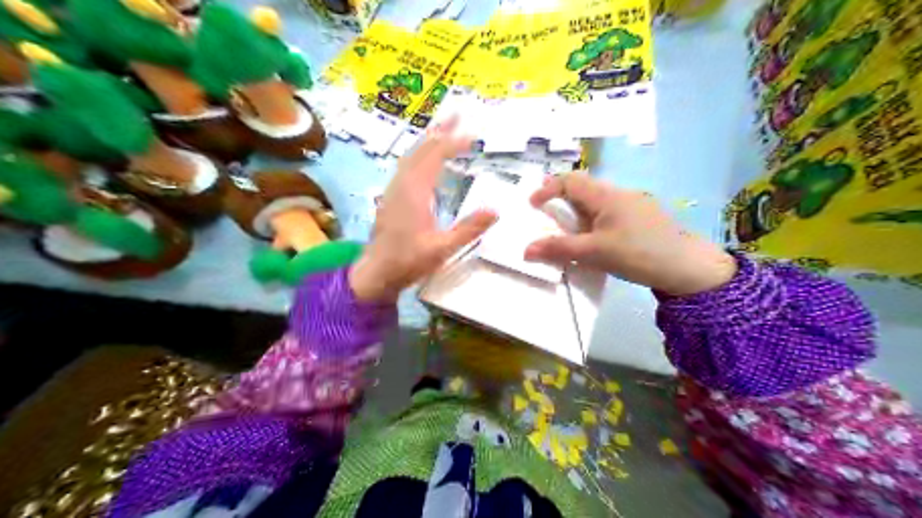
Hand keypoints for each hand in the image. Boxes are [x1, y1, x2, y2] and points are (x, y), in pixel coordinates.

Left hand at [351, 120, 497, 301]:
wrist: (377, 271)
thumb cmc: (409, 261)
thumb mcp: (443, 249)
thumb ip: (469, 229)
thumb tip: (495, 210)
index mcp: (415, 192)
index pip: (435, 157)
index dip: (454, 143)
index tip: (473, 136)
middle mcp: (402, 184)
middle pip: (421, 149)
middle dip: (440, 130)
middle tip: (457, 114)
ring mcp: (394, 189)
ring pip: (411, 155)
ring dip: (428, 139)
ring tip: (443, 127)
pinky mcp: (391, 196)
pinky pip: (406, 165)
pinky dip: (419, 153)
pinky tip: (425, 157)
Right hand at [526, 173, 735, 294]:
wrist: (688, 266)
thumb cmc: (637, 253)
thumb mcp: (594, 253)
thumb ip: (559, 249)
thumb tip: (526, 250)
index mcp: (606, 196)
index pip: (570, 180)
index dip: (548, 188)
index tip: (533, 204)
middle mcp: (619, 193)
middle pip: (583, 187)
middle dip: (561, 196)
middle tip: (546, 212)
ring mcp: (634, 203)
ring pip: (597, 200)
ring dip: (577, 209)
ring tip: (567, 228)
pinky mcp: (642, 217)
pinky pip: (609, 211)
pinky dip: (593, 219)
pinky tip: (595, 237)